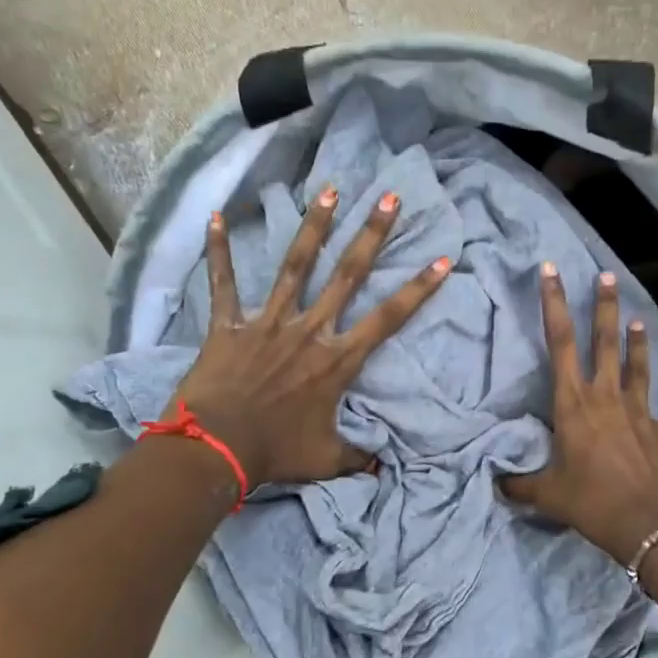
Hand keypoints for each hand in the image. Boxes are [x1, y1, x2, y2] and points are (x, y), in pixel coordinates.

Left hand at [172, 188, 448, 485]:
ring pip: (296, 266)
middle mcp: (309, 331)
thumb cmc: (276, 453)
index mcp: (337, 361)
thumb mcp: (327, 460)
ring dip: (314, 227)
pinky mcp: (230, 325)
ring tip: (330, 190)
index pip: (388, 319)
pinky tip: (215, 216)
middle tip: (389, 198)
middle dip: (371, 235)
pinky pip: (223, 284)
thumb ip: (357, 457)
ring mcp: (268, 323)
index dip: (418, 290)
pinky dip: (218, 251)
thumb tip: (382, 467)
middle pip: (347, 275)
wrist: (217, 449)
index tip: (442, 261)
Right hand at [500, 263, 657, 563]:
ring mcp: (641, 413)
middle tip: (606, 276)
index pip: (559, 344)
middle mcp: (608, 398)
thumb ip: (519, 484)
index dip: (553, 304)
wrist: (651, 525)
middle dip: (603, 308)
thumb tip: (495, 482)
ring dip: (639, 344)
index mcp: (574, 405)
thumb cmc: (592, 503)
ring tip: (640, 319)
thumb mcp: (547, 495)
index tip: (551, 270)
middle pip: (604, 343)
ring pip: (639, 369)